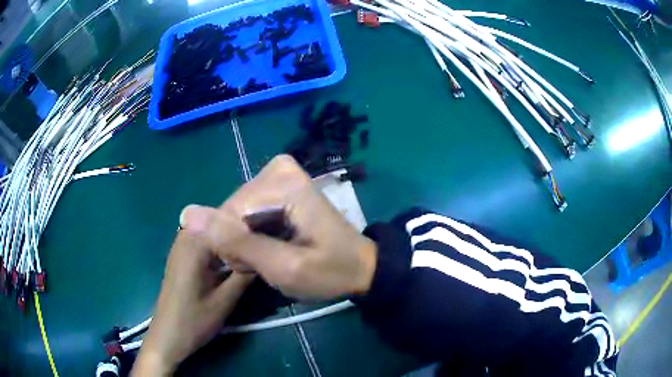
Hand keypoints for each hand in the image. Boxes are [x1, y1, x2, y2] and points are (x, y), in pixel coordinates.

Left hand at [131, 232, 253, 375]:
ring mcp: (181, 247)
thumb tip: (265, 252)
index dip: (248, 221)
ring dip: (230, 235)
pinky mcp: (182, 256)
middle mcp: (185, 239)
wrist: (168, 336)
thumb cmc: (194, 320)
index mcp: (194, 245)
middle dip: (239, 226)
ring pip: (211, 229)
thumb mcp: (224, 301)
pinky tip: (234, 255)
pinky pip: (204, 240)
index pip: (224, 218)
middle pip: (217, 220)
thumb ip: (244, 274)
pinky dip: (220, 244)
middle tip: (263, 238)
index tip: (270, 229)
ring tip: (253, 244)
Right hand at [180, 155, 376, 299]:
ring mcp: (278, 174)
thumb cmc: (329, 272)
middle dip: (242, 243)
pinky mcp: (278, 185)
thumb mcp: (284, 267)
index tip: (258, 266)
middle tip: (270, 262)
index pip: (228, 214)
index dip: (235, 248)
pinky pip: (246, 212)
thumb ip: (237, 242)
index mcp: (282, 182)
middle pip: (231, 212)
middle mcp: (277, 168)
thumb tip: (188, 215)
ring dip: (246, 241)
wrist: (359, 267)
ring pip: (236, 214)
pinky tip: (272, 245)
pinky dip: (253, 234)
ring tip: (273, 255)